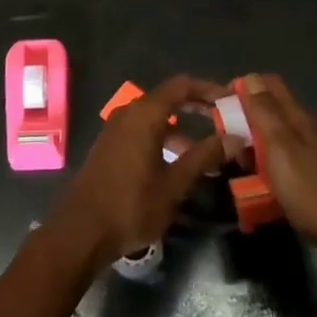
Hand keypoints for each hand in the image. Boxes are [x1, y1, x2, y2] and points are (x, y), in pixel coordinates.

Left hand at [52, 75, 228, 265]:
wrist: (81, 231)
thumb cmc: (131, 205)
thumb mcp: (174, 184)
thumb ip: (204, 157)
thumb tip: (235, 138)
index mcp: (144, 114)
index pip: (181, 86)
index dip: (207, 89)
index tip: (231, 98)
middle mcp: (129, 113)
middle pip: (168, 99)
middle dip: (197, 108)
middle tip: (224, 121)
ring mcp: (116, 130)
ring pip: (156, 118)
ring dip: (182, 129)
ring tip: (209, 153)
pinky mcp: (111, 147)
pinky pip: (143, 132)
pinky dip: (164, 139)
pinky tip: (179, 165)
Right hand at [239, 74, 316, 271]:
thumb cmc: (314, 192)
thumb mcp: (281, 149)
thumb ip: (265, 113)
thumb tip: (249, 77)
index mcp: (296, 119)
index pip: (269, 85)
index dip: (244, 87)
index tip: (220, 103)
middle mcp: (303, 131)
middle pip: (269, 112)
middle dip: (243, 119)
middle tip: (220, 137)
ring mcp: (309, 157)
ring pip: (272, 140)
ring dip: (251, 146)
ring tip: (232, 163)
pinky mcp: (311, 181)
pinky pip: (279, 165)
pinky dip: (263, 169)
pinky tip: (254, 186)